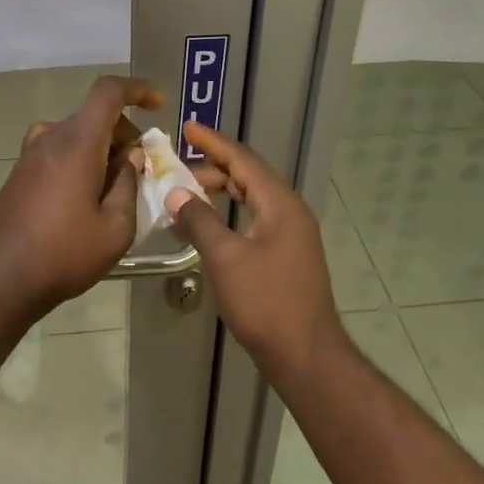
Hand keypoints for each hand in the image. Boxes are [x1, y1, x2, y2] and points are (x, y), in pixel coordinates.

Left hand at [0, 75, 162, 307]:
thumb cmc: (64, 254)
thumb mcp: (115, 228)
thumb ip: (128, 184)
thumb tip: (131, 157)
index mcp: (77, 142)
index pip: (109, 92)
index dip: (138, 89)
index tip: (159, 107)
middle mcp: (51, 137)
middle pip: (95, 115)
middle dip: (124, 133)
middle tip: (142, 169)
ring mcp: (30, 154)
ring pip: (77, 134)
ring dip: (102, 148)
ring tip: (116, 187)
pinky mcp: (20, 172)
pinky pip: (58, 150)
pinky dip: (80, 158)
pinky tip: (86, 196)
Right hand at [164, 122, 347, 379]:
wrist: (307, 356)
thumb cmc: (266, 302)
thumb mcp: (225, 258)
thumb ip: (199, 220)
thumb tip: (176, 191)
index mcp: (280, 203)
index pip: (242, 159)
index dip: (213, 142)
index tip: (187, 127)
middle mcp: (289, 211)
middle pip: (248, 175)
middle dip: (213, 167)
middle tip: (178, 166)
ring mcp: (291, 235)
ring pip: (252, 198)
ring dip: (221, 191)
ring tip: (188, 193)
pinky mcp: (286, 256)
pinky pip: (254, 219)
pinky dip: (230, 214)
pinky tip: (210, 225)